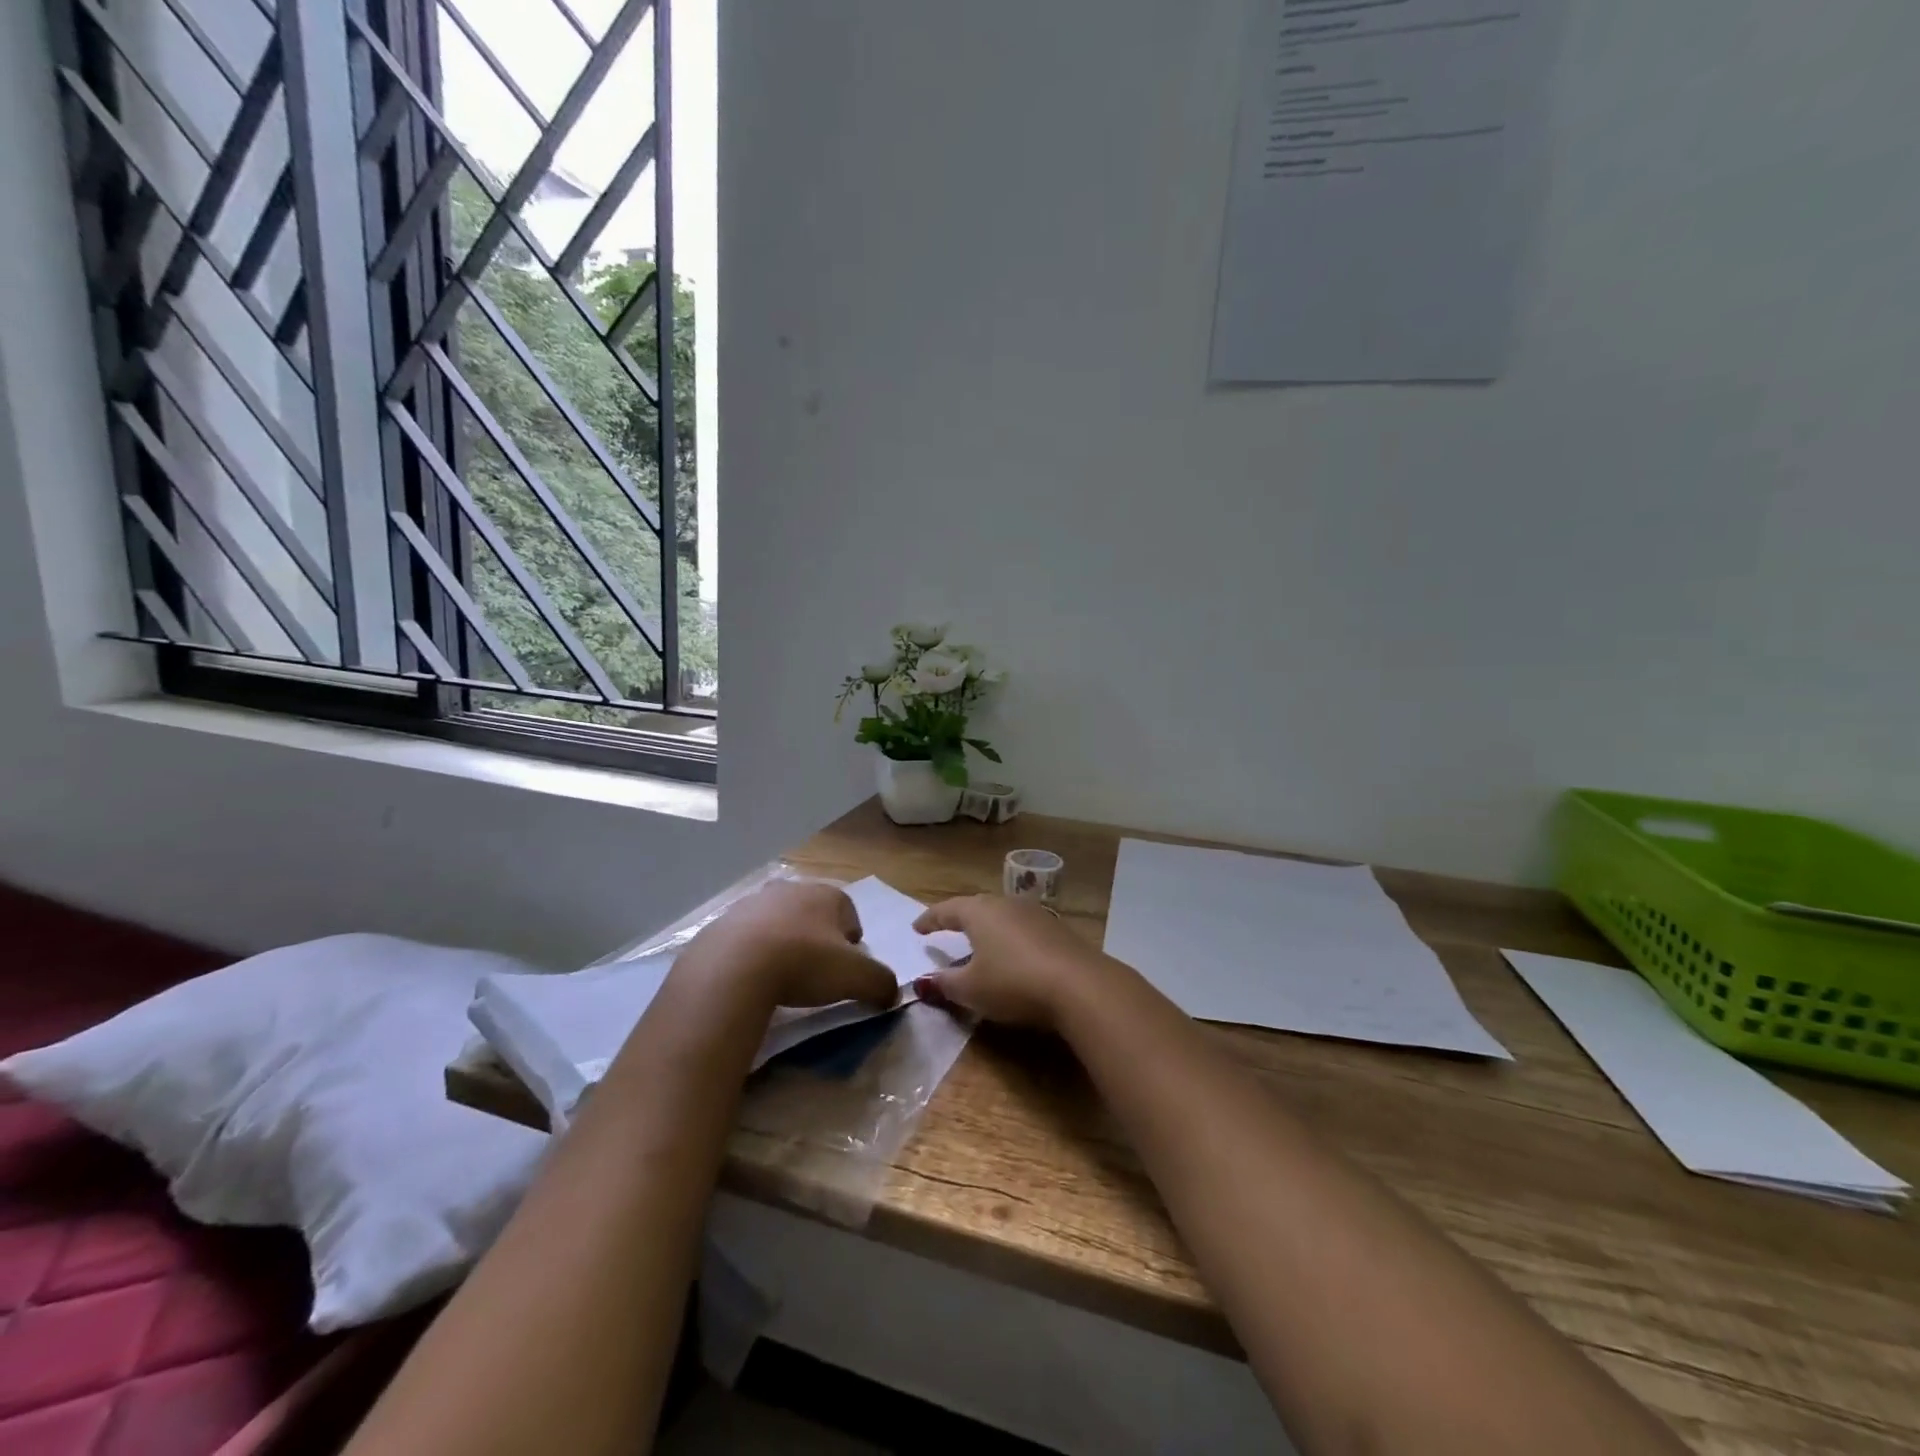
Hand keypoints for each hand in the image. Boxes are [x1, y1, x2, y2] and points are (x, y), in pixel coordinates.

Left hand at [687, 880, 897, 1009]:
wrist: (733, 968)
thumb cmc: (804, 963)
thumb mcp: (856, 977)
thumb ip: (881, 983)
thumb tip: (891, 994)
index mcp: (826, 894)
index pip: (849, 912)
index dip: (851, 940)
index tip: (846, 968)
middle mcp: (790, 889)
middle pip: (812, 913)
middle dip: (816, 938)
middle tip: (815, 971)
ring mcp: (752, 903)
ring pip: (777, 922)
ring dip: (782, 942)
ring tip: (781, 977)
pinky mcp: (721, 923)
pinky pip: (745, 938)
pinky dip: (751, 954)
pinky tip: (751, 978)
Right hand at [911, 895, 1117, 1030]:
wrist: (1079, 985)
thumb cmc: (1013, 982)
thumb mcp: (971, 989)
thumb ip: (945, 983)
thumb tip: (924, 981)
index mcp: (979, 912)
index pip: (947, 910)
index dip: (929, 919)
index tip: (917, 928)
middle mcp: (1006, 904)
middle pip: (976, 907)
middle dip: (959, 917)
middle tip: (946, 928)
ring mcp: (1035, 914)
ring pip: (1002, 915)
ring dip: (988, 928)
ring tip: (978, 942)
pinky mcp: (1057, 930)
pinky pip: (1023, 929)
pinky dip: (1010, 939)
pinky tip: (1012, 954)